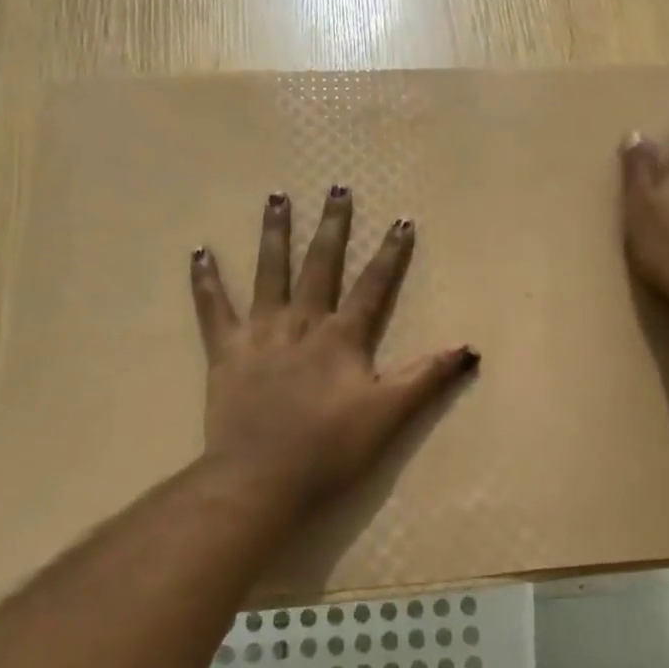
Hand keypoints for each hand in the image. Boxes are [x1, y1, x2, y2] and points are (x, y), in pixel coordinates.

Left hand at [189, 186, 477, 507]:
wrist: (261, 479)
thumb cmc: (330, 450)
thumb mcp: (389, 415)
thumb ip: (427, 378)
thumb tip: (469, 348)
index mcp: (341, 338)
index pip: (373, 286)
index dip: (390, 254)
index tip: (400, 220)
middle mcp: (302, 324)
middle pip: (321, 266)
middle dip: (332, 227)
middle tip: (337, 188)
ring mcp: (261, 334)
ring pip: (269, 273)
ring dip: (275, 234)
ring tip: (277, 196)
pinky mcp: (226, 352)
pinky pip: (213, 309)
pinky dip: (205, 281)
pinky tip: (199, 252)